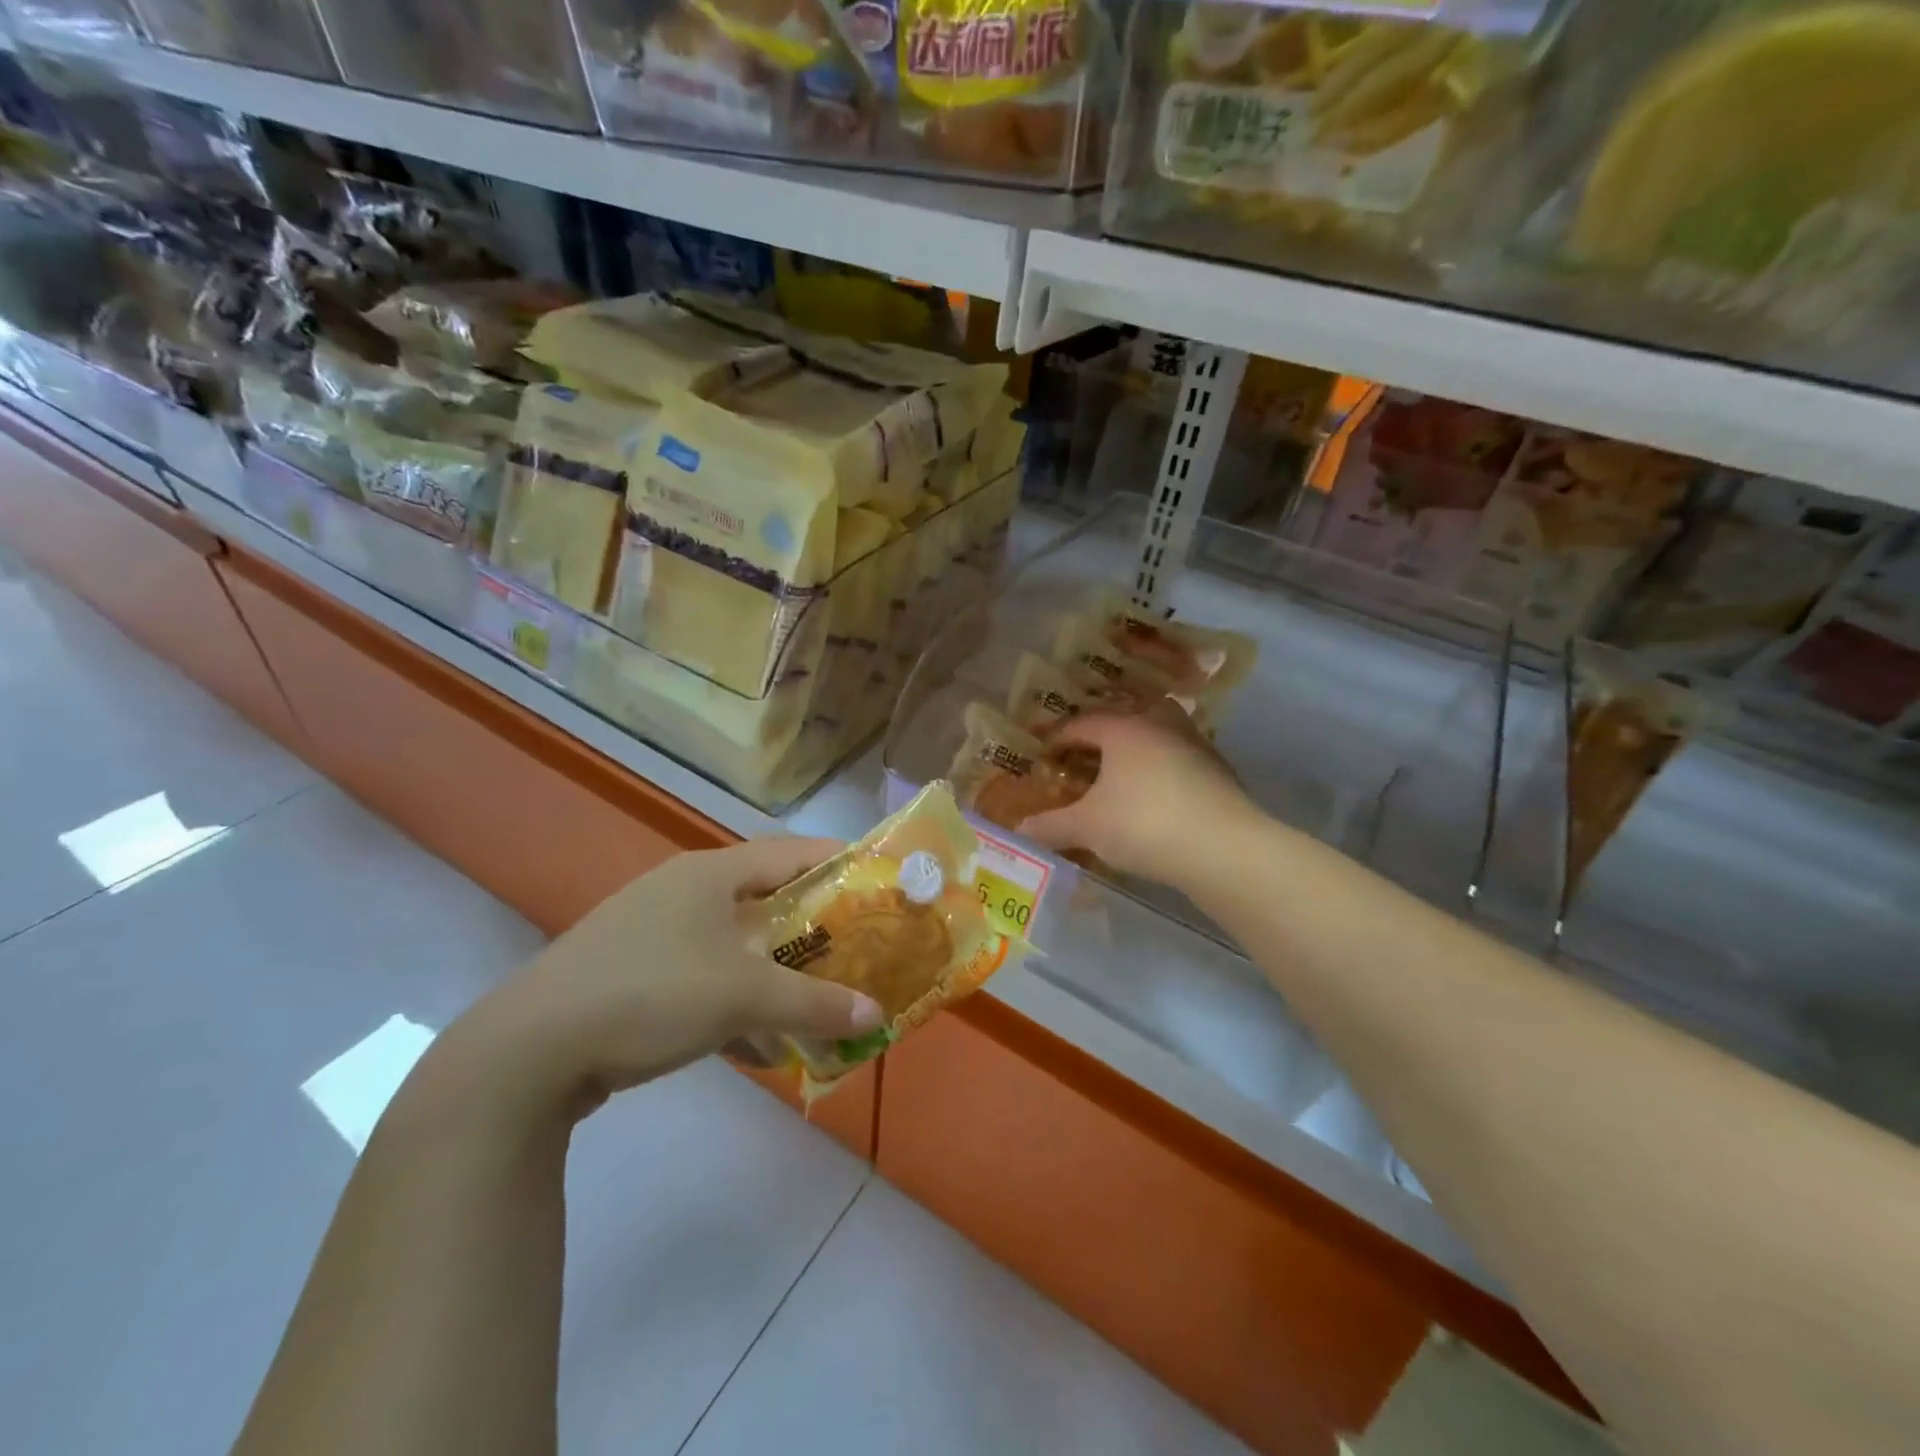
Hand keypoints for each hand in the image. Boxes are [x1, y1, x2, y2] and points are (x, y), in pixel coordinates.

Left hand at [443, 838, 884, 1120]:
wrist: (528, 1052)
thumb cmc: (650, 994)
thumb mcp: (743, 997)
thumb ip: (814, 1003)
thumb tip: (876, 1016)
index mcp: (709, 873)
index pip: (790, 851)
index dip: (836, 861)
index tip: (876, 879)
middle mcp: (681, 890)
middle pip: (764, 897)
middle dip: (810, 924)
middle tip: (854, 943)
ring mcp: (650, 931)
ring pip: (733, 942)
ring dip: (773, 970)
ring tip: (812, 996)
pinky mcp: (629, 972)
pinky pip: (701, 976)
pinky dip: (734, 1000)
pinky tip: (755, 1044)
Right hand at [1019, 704, 1252, 889]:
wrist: (1222, 847)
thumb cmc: (1143, 824)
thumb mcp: (1087, 827)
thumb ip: (1051, 826)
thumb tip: (1019, 830)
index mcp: (1124, 729)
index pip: (1083, 724)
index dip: (1059, 737)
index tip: (1045, 753)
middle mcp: (1160, 726)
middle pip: (1127, 717)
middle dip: (1105, 733)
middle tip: (1088, 755)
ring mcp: (1195, 745)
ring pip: (1161, 734)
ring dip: (1141, 748)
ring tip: (1125, 773)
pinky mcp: (1219, 771)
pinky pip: (1182, 760)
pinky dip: (1166, 770)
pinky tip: (1160, 796)